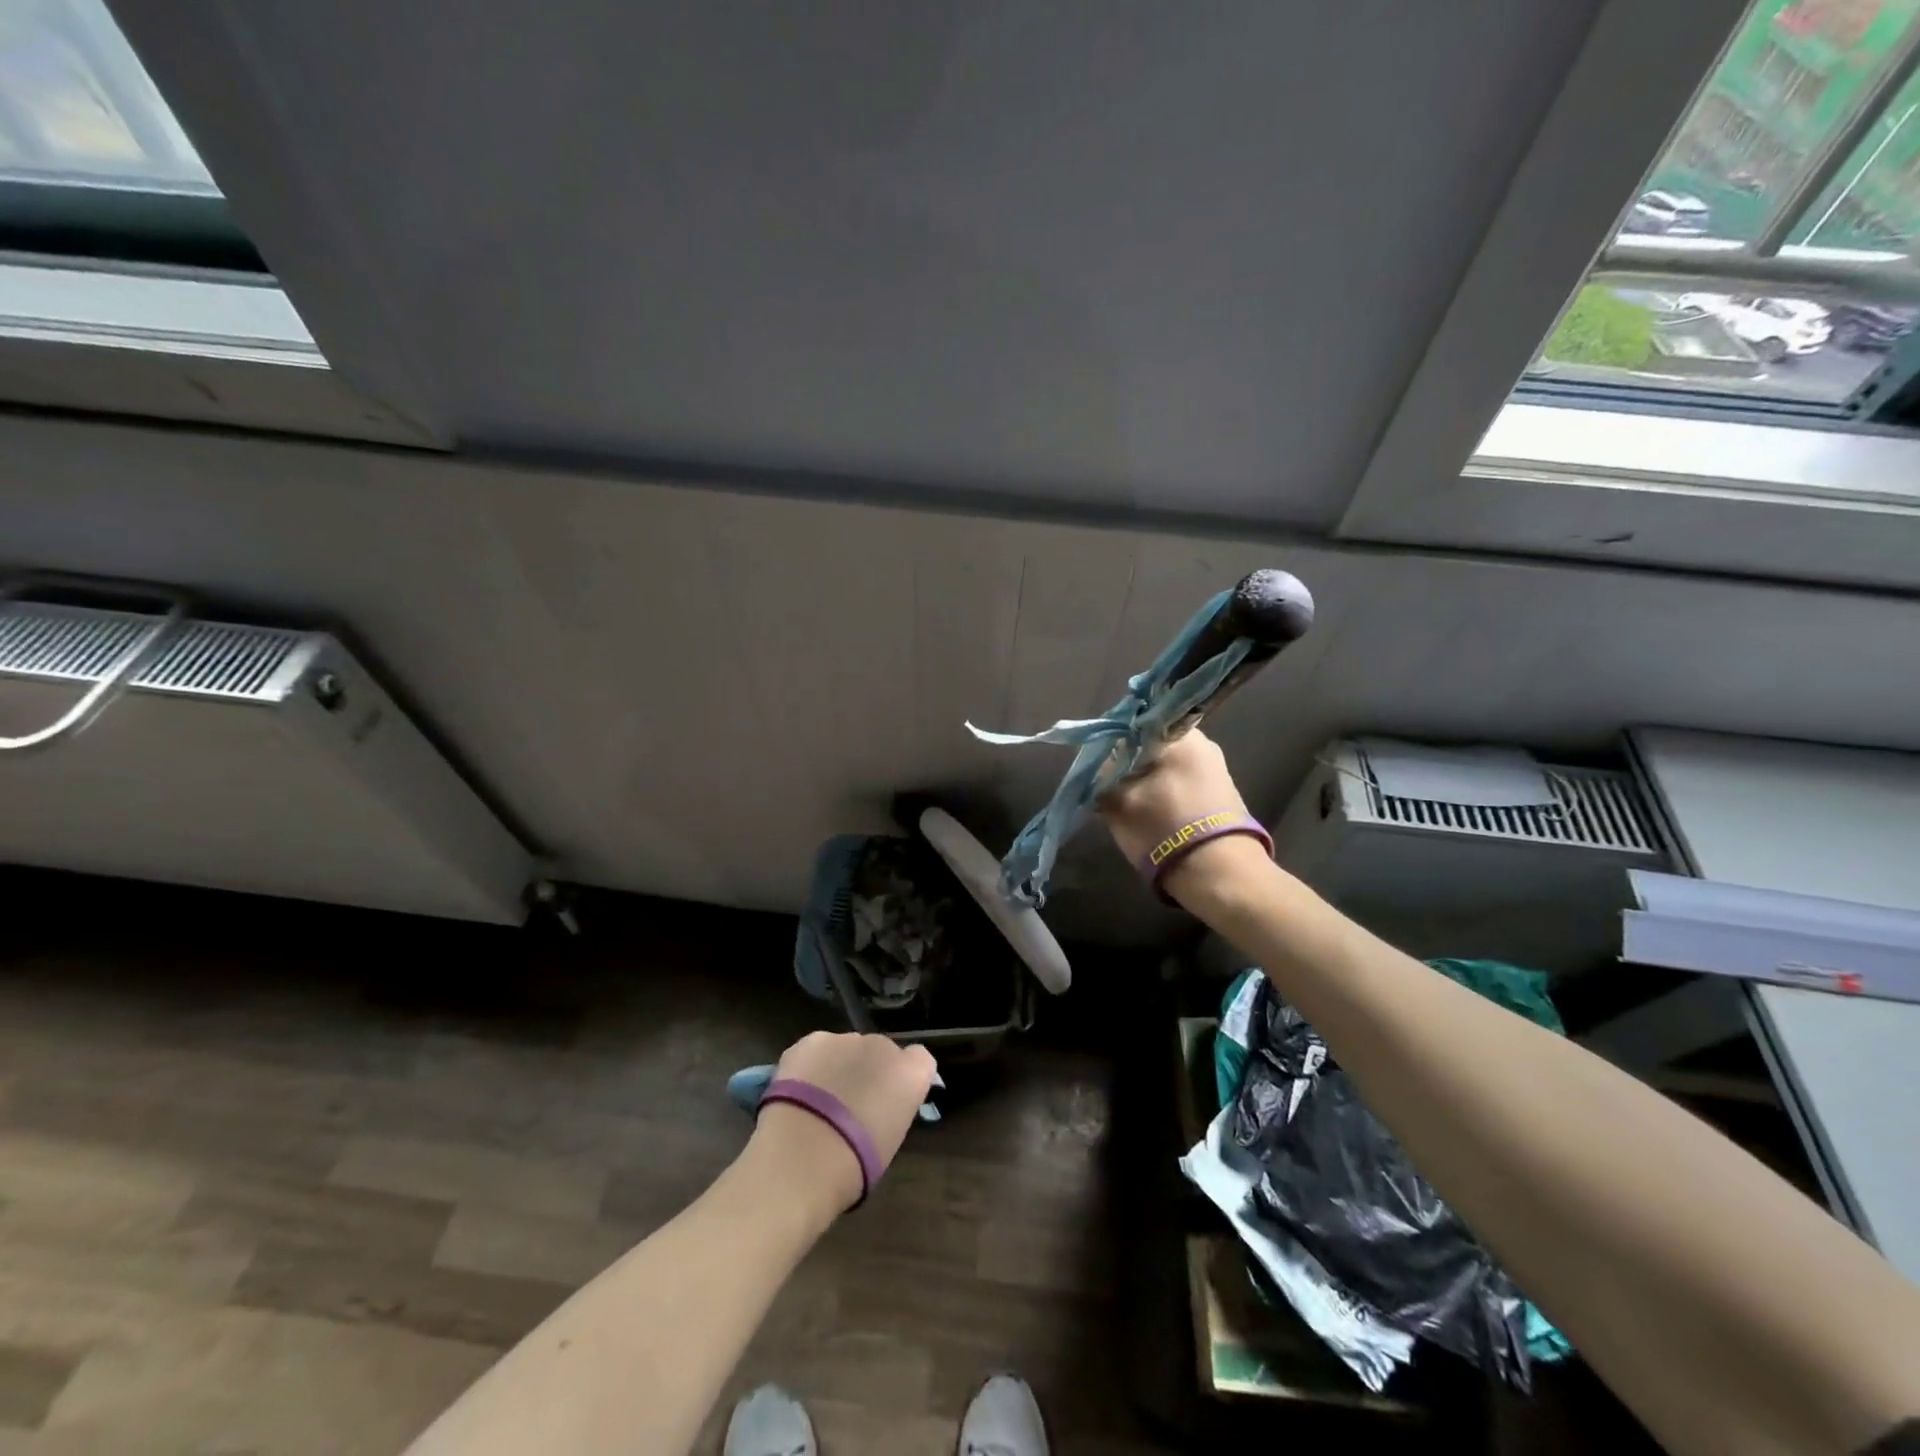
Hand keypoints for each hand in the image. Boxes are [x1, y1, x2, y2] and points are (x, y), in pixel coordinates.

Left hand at [749, 1031, 936, 1218]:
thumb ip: (891, 1110)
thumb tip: (877, 1108)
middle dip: (868, 1070)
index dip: (903, 1076)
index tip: (891, 1097)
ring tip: (817, 1102)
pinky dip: (810, 1066)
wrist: (806, 1153)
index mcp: (911, 1074)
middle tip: (850, 1105)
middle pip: (880, 1051)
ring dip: (838, 1066)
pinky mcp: (811, 1041)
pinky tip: (796, 1093)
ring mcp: (845, 1039)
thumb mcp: (889, 1140)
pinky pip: (816, 1050)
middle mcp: (883, 1046)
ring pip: (846, 1048)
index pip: (920, 1059)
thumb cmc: (857, 1163)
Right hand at [1097, 729, 1264, 902]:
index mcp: (1180, 735)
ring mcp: (1216, 770)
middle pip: (1149, 747)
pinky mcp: (1221, 796)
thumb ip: (1101, 776)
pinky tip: (1151, 816)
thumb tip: (1097, 768)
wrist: (1220, 875)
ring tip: (1127, 807)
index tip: (1095, 768)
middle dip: (1127, 766)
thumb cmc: (1163, 828)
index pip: (1133, 726)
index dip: (1109, 746)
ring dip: (1143, 782)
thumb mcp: (1117, 801)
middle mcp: (1203, 744)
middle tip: (1108, 790)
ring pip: (1164, 768)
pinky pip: (1180, 785)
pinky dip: (1162, 796)